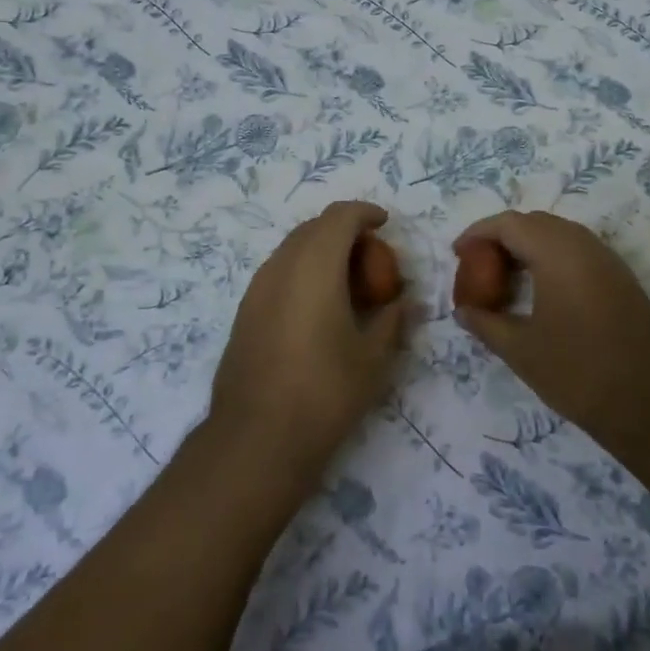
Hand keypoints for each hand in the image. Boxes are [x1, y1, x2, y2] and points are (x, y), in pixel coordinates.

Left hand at [210, 201, 409, 479]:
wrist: (256, 438)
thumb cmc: (324, 392)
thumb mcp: (373, 358)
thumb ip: (392, 319)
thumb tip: (404, 302)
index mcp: (315, 265)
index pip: (339, 216)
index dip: (364, 212)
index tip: (385, 223)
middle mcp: (281, 266)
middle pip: (313, 228)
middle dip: (344, 231)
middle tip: (371, 258)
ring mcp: (257, 288)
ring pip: (292, 248)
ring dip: (321, 251)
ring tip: (347, 282)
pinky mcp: (245, 311)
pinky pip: (278, 272)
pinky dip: (302, 272)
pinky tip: (318, 306)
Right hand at [452, 210, 649, 454]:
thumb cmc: (579, 373)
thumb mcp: (521, 350)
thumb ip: (485, 323)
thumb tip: (462, 310)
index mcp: (556, 253)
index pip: (509, 224)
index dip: (478, 233)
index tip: (457, 253)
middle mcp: (583, 244)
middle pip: (534, 222)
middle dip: (501, 237)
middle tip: (478, 265)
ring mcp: (607, 259)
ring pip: (558, 233)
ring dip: (527, 246)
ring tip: (504, 276)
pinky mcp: (621, 277)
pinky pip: (577, 250)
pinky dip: (550, 257)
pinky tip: (539, 289)